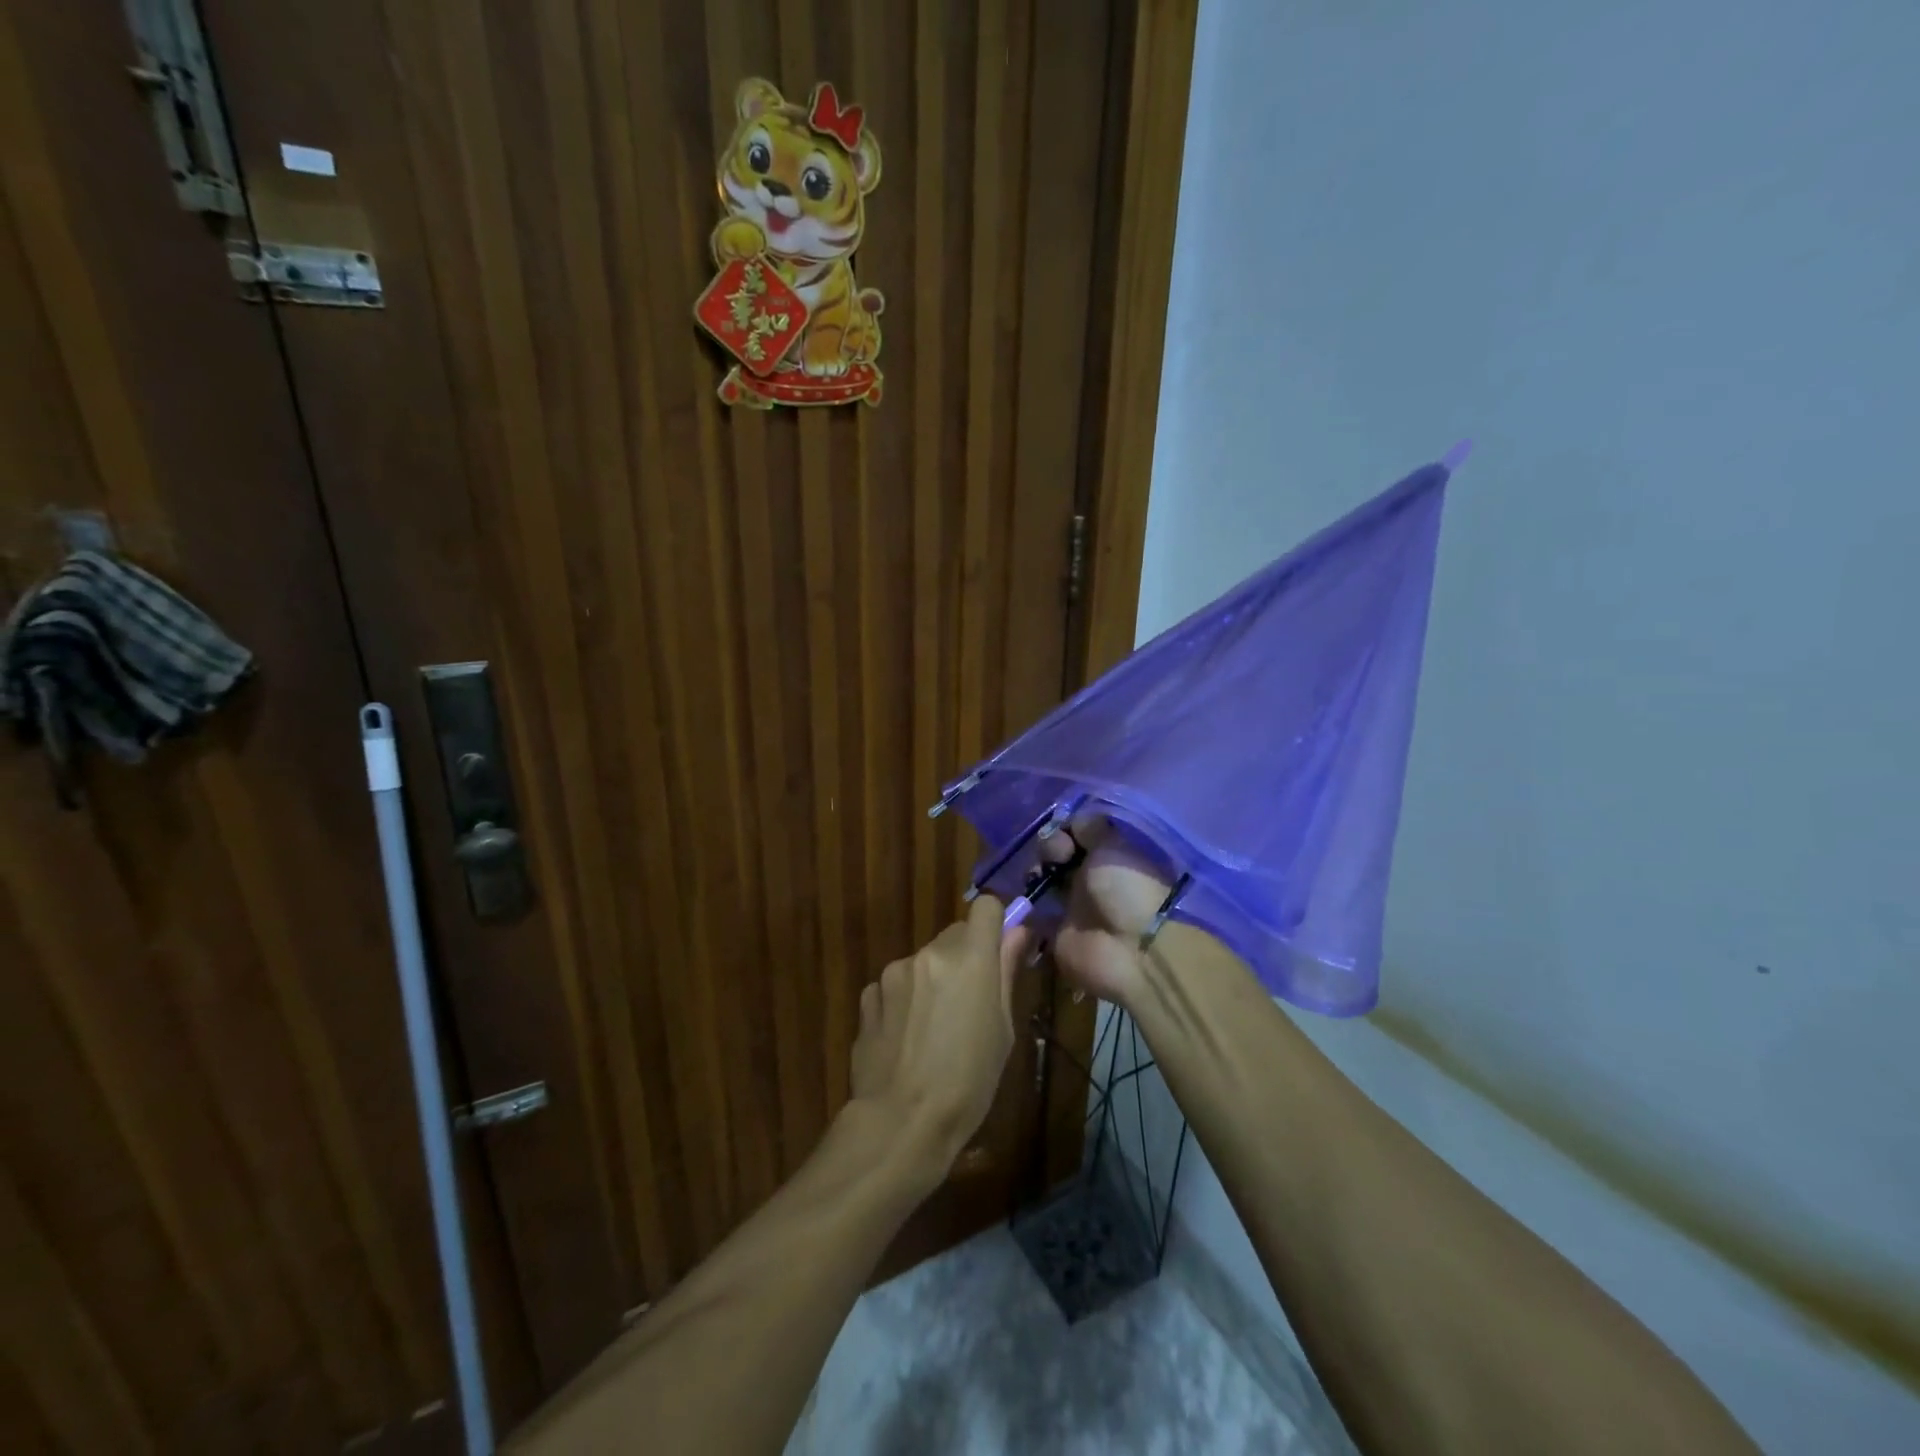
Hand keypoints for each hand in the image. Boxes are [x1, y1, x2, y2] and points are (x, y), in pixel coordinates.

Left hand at [849, 897, 1028, 1167]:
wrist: (901, 1121)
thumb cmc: (968, 1082)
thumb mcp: (1002, 1031)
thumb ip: (1006, 973)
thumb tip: (1017, 932)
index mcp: (971, 959)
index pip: (986, 907)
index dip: (994, 923)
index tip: (998, 949)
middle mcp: (930, 953)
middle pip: (955, 935)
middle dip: (965, 957)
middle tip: (968, 1002)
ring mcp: (895, 972)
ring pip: (923, 961)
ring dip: (932, 980)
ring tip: (933, 1030)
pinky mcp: (869, 994)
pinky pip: (895, 984)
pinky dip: (904, 1000)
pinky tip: (905, 1039)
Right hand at [1041, 815, 1172, 1011]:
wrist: (1131, 949)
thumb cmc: (1126, 889)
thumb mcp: (1113, 847)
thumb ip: (1091, 829)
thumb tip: (1075, 820)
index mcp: (1109, 858)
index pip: (1079, 836)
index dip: (1066, 830)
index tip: (1065, 833)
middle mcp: (1091, 880)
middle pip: (1059, 856)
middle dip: (1050, 849)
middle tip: (1057, 855)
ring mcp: (1073, 907)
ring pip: (1044, 881)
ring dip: (1036, 873)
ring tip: (1039, 876)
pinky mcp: (1057, 934)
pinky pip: (1034, 914)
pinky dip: (1026, 905)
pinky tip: (1025, 894)